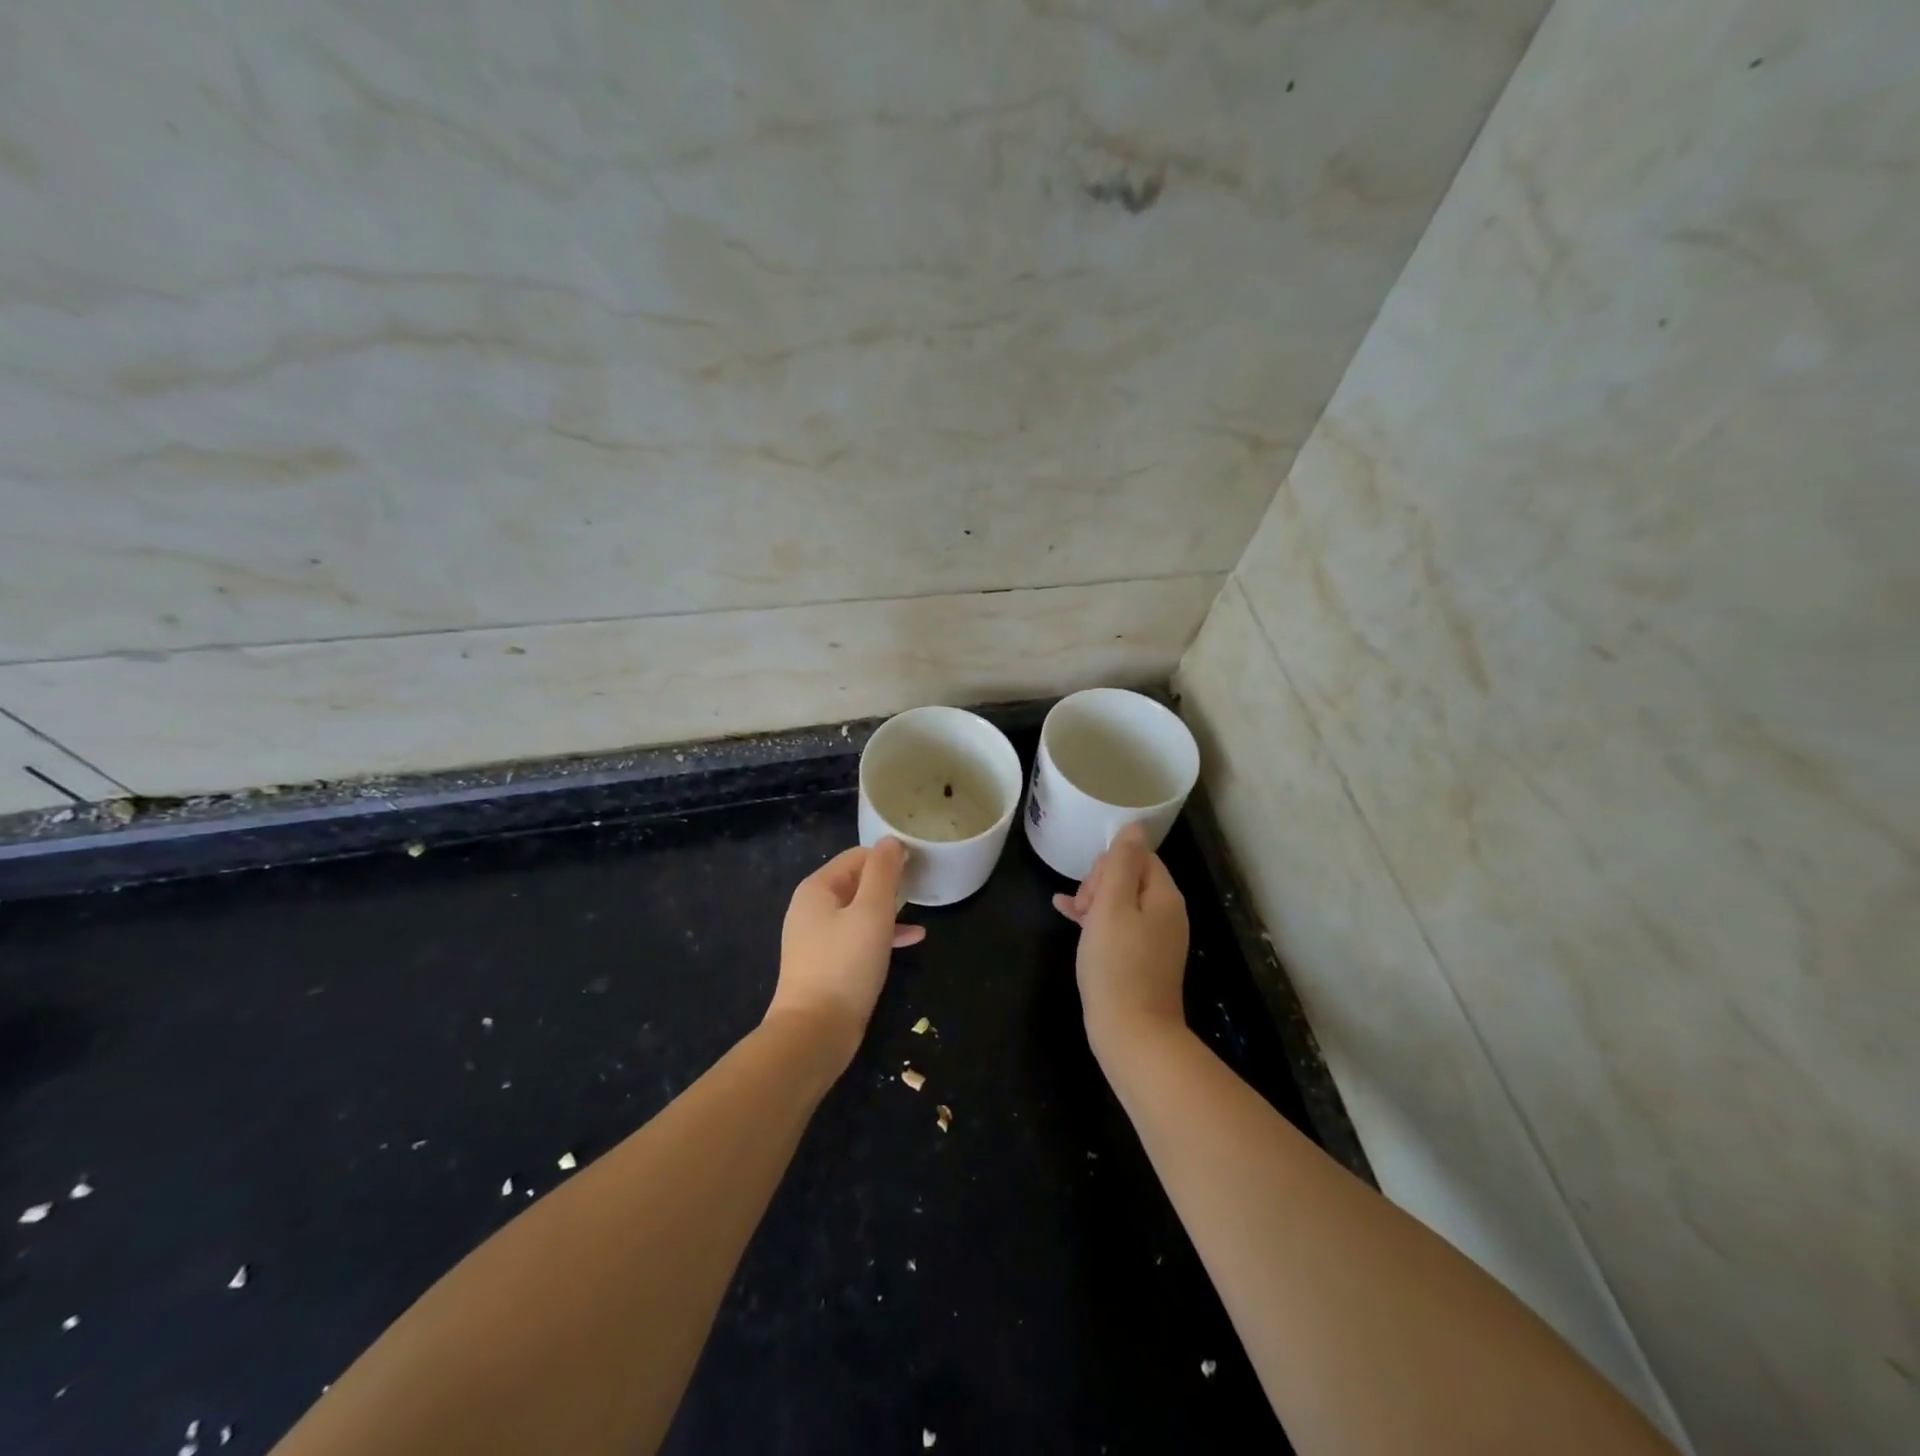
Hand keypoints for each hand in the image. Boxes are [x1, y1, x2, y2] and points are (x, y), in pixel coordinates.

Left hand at [768, 838, 924, 1065]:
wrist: (815, 1033)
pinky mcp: (827, 964)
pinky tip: (912, 939)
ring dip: (889, 909)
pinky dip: (882, 934)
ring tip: (920, 910)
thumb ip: (883, 873)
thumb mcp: (871, 912)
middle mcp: (811, 908)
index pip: (857, 856)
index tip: (919, 866)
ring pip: (859, 911)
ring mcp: (817, 938)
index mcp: (817, 889)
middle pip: (856, 882)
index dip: (888, 858)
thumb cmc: (845, 964)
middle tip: (922, 886)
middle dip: (889, 883)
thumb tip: (891, 841)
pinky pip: (858, 937)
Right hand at [1053, 825, 1188, 1056]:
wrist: (1131, 1033)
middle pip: (1130, 877)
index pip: (1138, 857)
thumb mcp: (1112, 905)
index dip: (1108, 865)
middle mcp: (1167, 914)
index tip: (1089, 891)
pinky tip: (1070, 918)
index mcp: (1165, 896)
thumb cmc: (1116, 964)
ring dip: (1094, 901)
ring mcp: (1157, 939)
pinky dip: (1096, 920)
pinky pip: (1119, 926)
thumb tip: (1134, 826)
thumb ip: (1121, 862)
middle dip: (1100, 883)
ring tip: (1071, 915)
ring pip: (1121, 902)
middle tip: (1082, 909)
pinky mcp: (1143, 960)